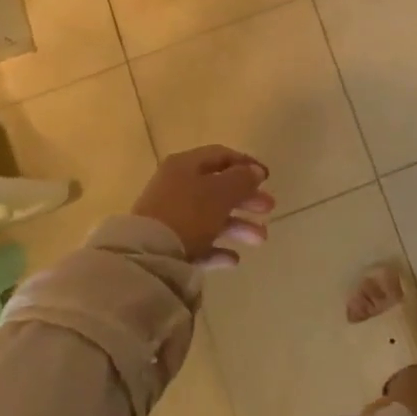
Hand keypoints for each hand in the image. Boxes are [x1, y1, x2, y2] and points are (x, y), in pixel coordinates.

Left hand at [131, 147, 274, 268]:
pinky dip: (217, 249)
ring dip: (238, 226)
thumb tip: (255, 172)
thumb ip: (242, 180)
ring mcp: (170, 217)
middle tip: (269, 207)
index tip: (268, 177)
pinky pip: (198, 243)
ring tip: (261, 239)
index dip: (246, 164)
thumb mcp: (221, 192)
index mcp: (186, 165)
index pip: (221, 155)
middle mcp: (176, 186)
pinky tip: (233, 260)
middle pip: (218, 188)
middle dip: (246, 198)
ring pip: (211, 217)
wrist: (147, 256)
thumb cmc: (189, 213)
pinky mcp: (167, 245)